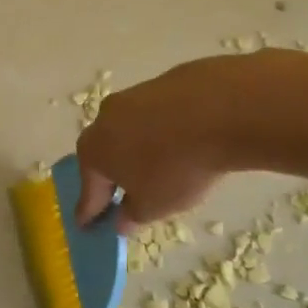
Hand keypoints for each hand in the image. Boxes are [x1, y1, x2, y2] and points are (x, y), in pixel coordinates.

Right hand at [75, 54, 265, 229]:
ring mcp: (134, 95)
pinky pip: (158, 116)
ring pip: (131, 131)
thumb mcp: (153, 207)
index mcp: (94, 151)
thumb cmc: (177, 167)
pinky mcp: (164, 82)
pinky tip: (185, 141)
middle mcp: (105, 118)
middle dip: (113, 176)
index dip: (89, 211)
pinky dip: (165, 131)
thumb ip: (132, 216)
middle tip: (126, 196)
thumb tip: (122, 219)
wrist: (221, 109)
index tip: (87, 225)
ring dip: (140, 150)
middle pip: (105, 154)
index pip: (88, 190)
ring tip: (164, 168)